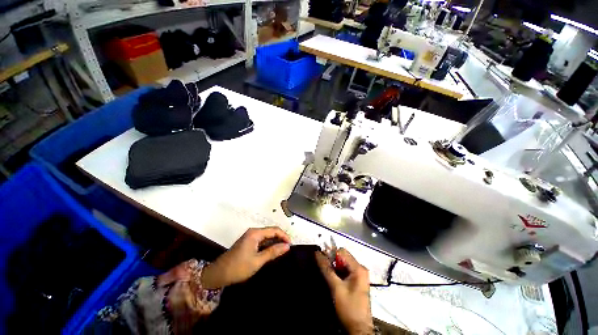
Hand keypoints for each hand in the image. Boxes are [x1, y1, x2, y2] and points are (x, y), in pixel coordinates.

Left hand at [200, 227, 290, 288]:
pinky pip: (262, 240)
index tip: (291, 245)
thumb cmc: (238, 267)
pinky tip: (272, 252)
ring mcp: (250, 236)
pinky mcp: (248, 242)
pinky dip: (268, 245)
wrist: (218, 274)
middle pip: (271, 231)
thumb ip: (273, 252)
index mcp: (255, 233)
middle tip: (288, 249)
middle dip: (280, 238)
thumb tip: (287, 246)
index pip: (274, 230)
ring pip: (267, 236)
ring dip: (275, 242)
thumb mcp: (258, 261)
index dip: (284, 236)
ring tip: (282, 251)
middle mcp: (253, 232)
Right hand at [316, 248, 372, 334]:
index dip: (330, 253)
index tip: (321, 258)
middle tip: (323, 267)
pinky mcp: (357, 281)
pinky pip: (346, 270)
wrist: (358, 328)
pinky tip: (333, 278)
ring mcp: (359, 275)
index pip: (342, 251)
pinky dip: (338, 272)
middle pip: (343, 257)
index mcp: (358, 268)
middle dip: (332, 260)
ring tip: (327, 273)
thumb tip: (317, 253)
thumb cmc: (348, 307)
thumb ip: (326, 268)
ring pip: (343, 264)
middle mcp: (360, 268)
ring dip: (334, 267)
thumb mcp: (336, 287)